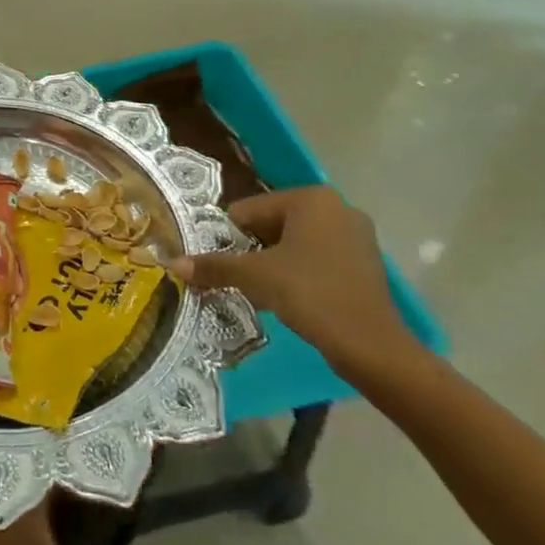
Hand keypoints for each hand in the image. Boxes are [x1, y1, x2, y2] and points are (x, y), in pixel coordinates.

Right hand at [168, 187, 420, 381]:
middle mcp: (336, 207)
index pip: (248, 210)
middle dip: (252, 250)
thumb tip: (173, 263)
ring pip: (294, 242)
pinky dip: (299, 272)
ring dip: (274, 263)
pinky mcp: (365, 262)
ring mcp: (355, 234)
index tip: (225, 265)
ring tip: (263, 291)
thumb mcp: (255, 277)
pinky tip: (292, 298)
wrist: (371, 345)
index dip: (230, 238)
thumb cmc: (310, 294)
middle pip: (271, 224)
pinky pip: (317, 257)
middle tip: (241, 279)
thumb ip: (215, 266)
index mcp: (310, 199)